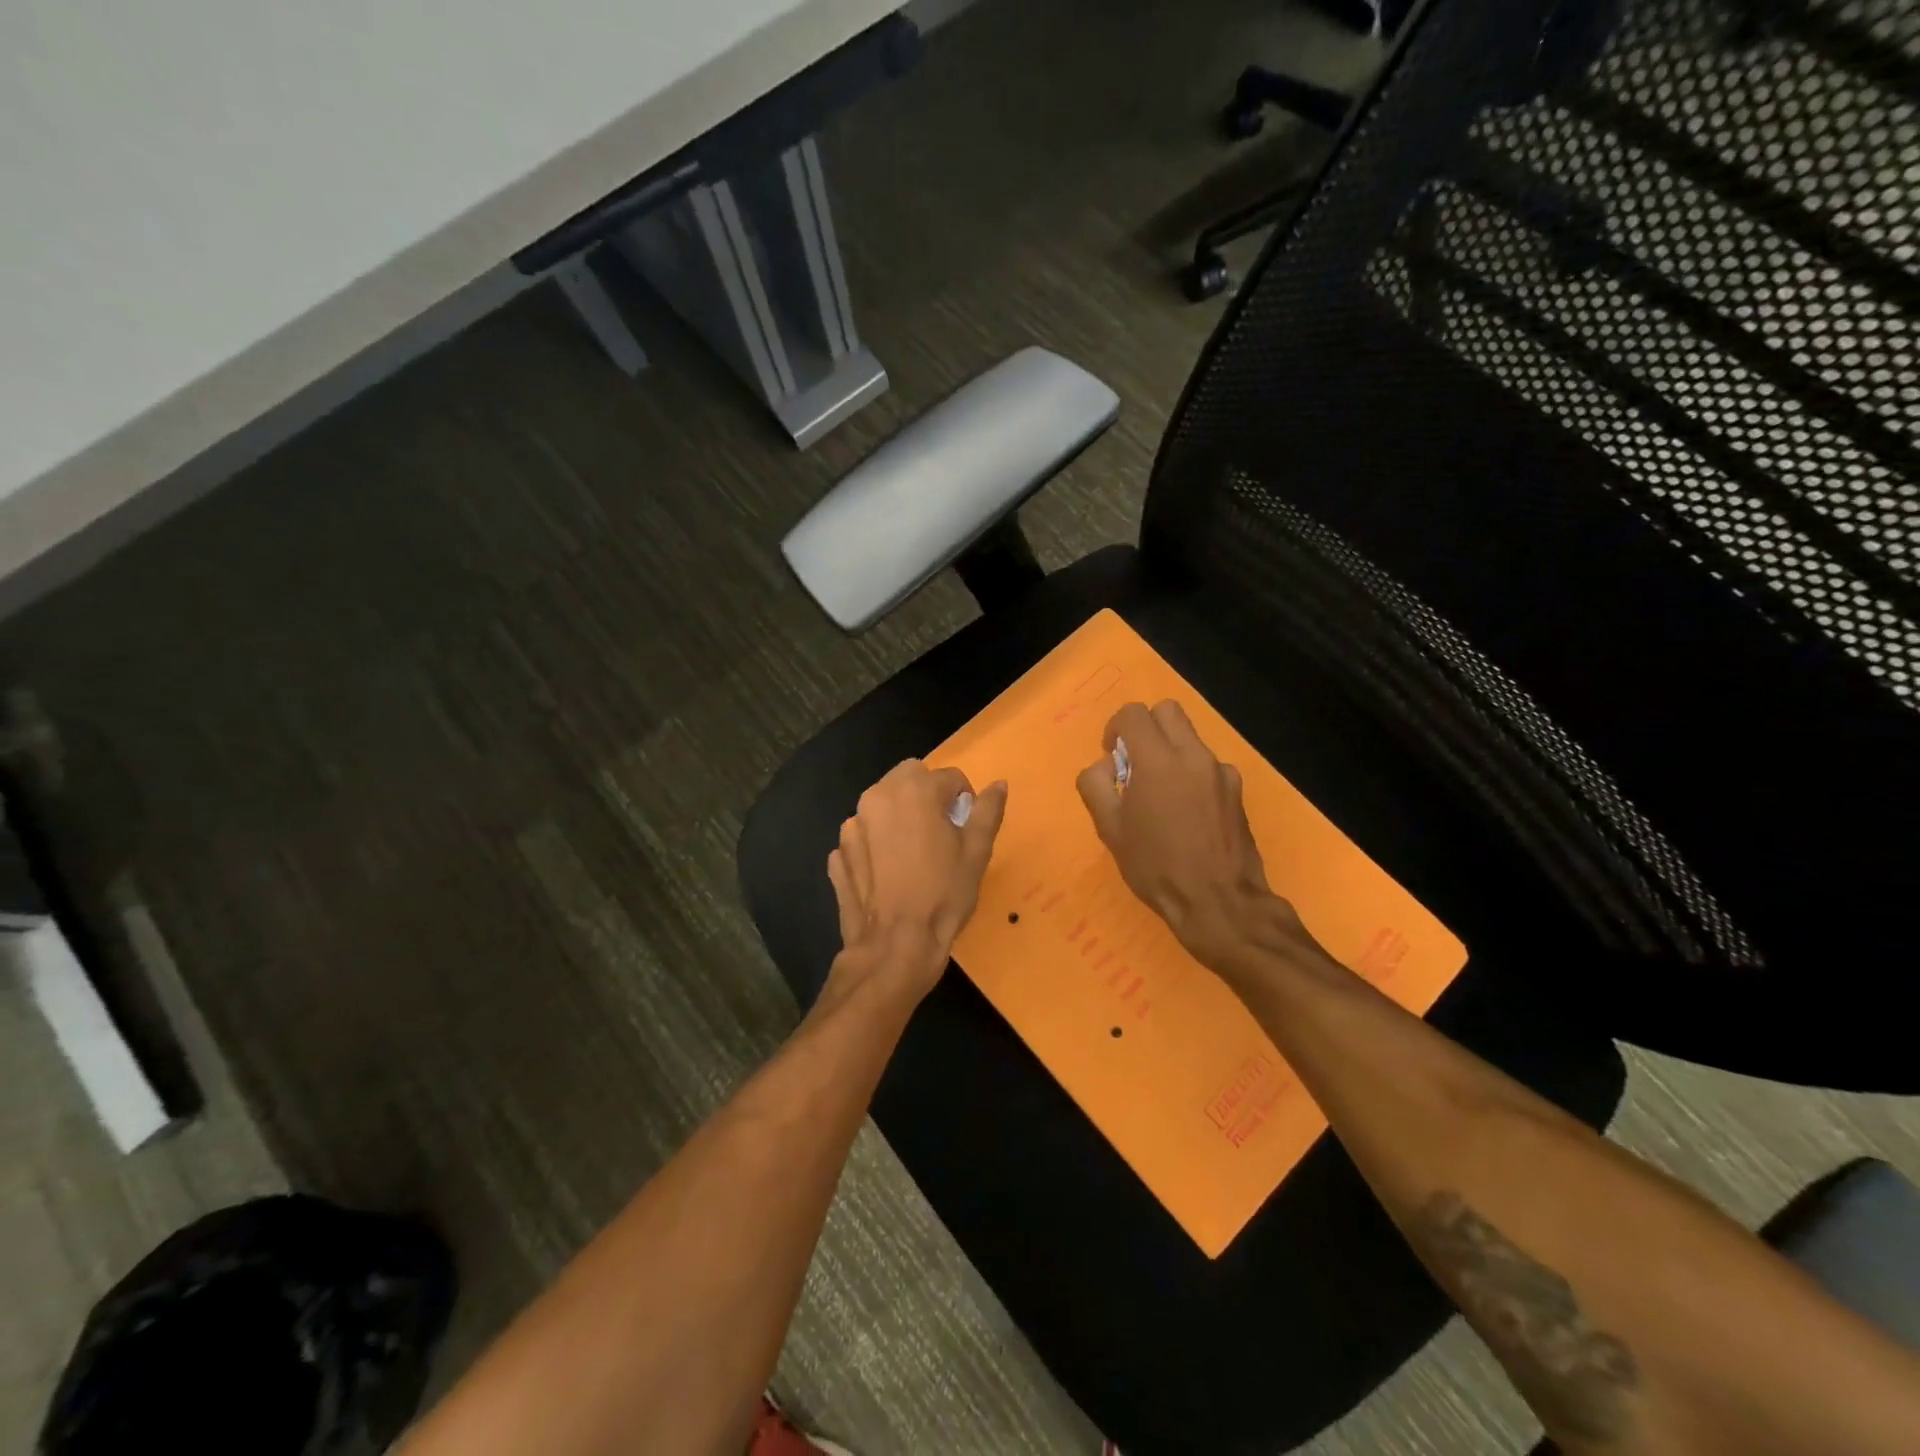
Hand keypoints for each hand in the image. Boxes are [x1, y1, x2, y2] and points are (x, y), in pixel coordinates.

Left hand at [827, 760, 1007, 1000]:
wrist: (896, 945)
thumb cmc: (944, 893)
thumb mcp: (977, 851)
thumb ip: (988, 810)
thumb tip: (999, 784)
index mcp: (914, 789)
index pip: (949, 777)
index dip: (963, 801)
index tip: (965, 828)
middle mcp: (877, 796)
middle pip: (909, 780)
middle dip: (927, 796)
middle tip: (940, 834)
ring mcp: (852, 825)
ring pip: (882, 805)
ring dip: (899, 817)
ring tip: (912, 856)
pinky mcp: (839, 852)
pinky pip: (864, 836)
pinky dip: (876, 844)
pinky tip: (889, 873)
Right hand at [1076, 701, 1319, 980]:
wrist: (1219, 902)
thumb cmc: (1156, 866)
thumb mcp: (1110, 829)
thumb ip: (1096, 785)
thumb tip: (1105, 765)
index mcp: (1158, 760)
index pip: (1133, 714)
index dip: (1115, 728)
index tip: (1112, 757)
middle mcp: (1193, 755)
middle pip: (1167, 711)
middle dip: (1146, 728)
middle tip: (1136, 764)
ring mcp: (1221, 772)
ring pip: (1190, 738)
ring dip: (1170, 752)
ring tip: (1162, 797)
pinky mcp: (1237, 791)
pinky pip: (1207, 766)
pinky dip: (1192, 776)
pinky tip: (1188, 815)